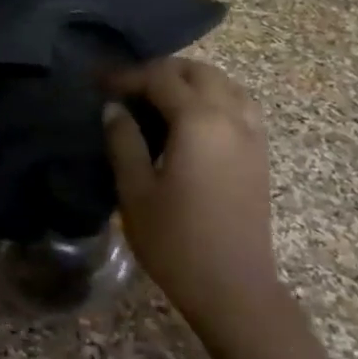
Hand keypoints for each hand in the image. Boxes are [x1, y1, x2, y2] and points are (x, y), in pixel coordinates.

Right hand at [103, 58, 283, 327]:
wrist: (232, 286)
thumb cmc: (174, 240)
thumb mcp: (135, 191)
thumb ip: (123, 142)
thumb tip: (113, 109)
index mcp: (199, 122)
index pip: (160, 78)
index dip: (127, 76)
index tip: (98, 84)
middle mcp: (232, 117)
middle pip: (198, 72)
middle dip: (160, 71)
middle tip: (126, 89)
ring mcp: (252, 134)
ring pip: (225, 84)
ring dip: (190, 82)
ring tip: (156, 100)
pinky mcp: (259, 153)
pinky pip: (239, 105)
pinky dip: (213, 98)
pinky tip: (189, 121)